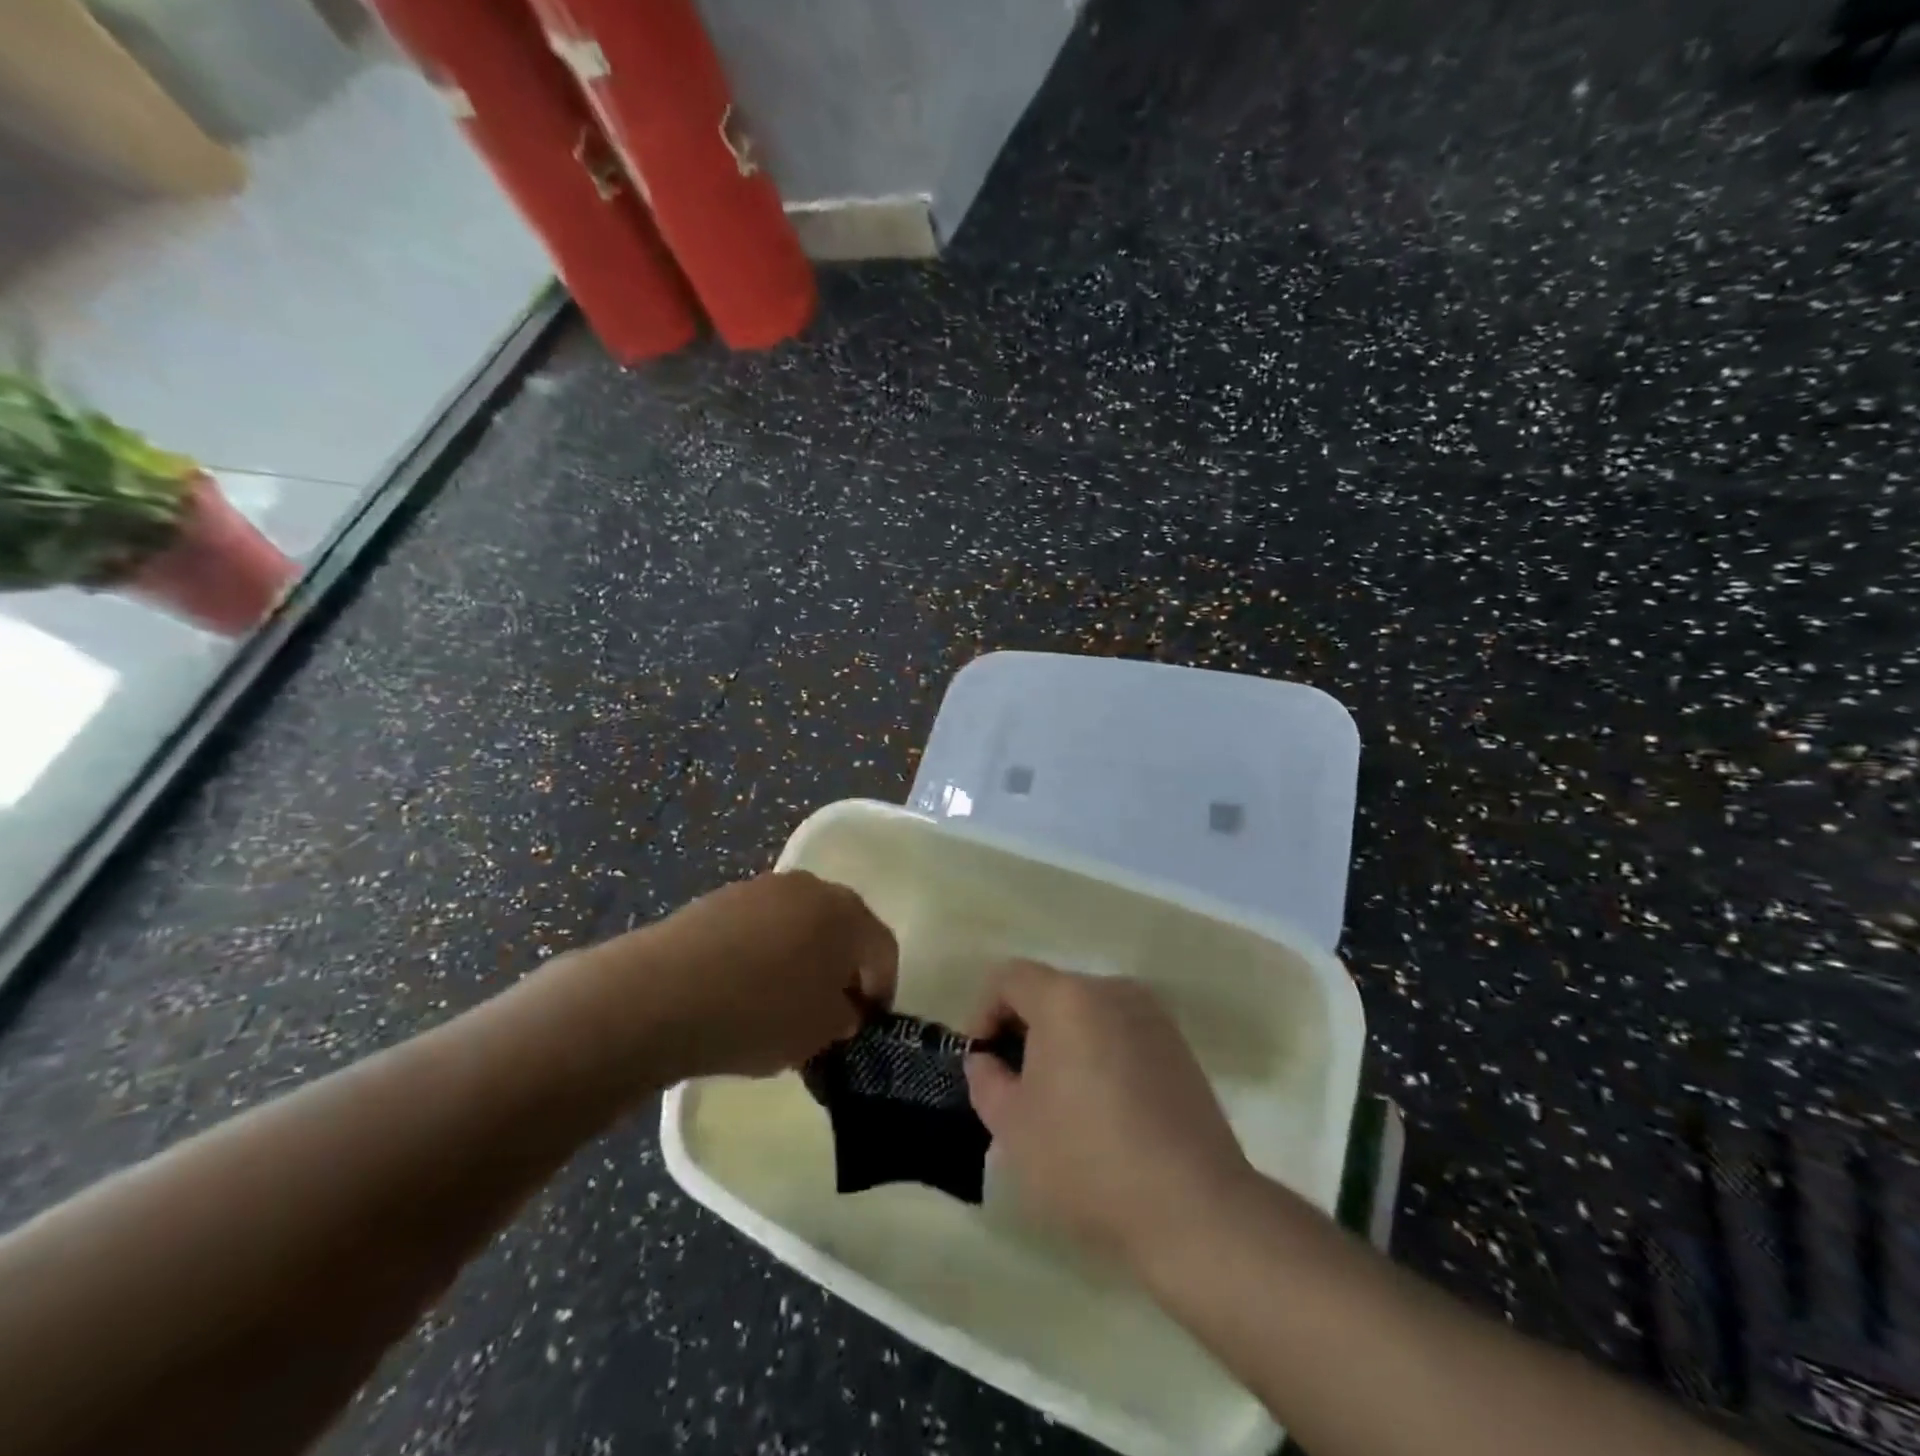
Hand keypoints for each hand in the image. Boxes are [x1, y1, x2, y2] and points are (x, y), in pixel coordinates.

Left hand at [580, 871, 896, 1081]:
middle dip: (841, 969)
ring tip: (780, 999)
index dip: (880, 991)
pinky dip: (765, 950)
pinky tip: (742, 985)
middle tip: (828, 1010)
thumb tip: (841, 1008)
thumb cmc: (758, 1014)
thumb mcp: (818, 1034)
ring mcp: (765, 887)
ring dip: (802, 956)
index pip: (883, 951)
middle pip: (843, 928)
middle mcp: (813, 888)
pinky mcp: (724, 896)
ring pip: (801, 923)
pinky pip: (762, 924)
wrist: (661, 993)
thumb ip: (843, 1019)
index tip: (865, 1025)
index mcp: (849, 915)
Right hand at [964, 961, 1250, 1266]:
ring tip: (1060, 1099)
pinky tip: (1104, 1108)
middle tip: (1015, 1084)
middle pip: (1051, 991)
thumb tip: (988, 1059)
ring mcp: (1152, 1015)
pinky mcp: (1179, 1046)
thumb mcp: (1013, 1126)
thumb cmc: (1087, 1161)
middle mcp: (1111, 990)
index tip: (982, 1061)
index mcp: (1067, 997)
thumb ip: (986, 1079)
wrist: (1193, 1208)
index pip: (1009, 977)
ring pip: (1088, 1012)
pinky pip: (1121, 1032)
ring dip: (1064, 1042)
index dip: (983, 1012)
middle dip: (1024, 1029)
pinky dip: (1100, 1053)